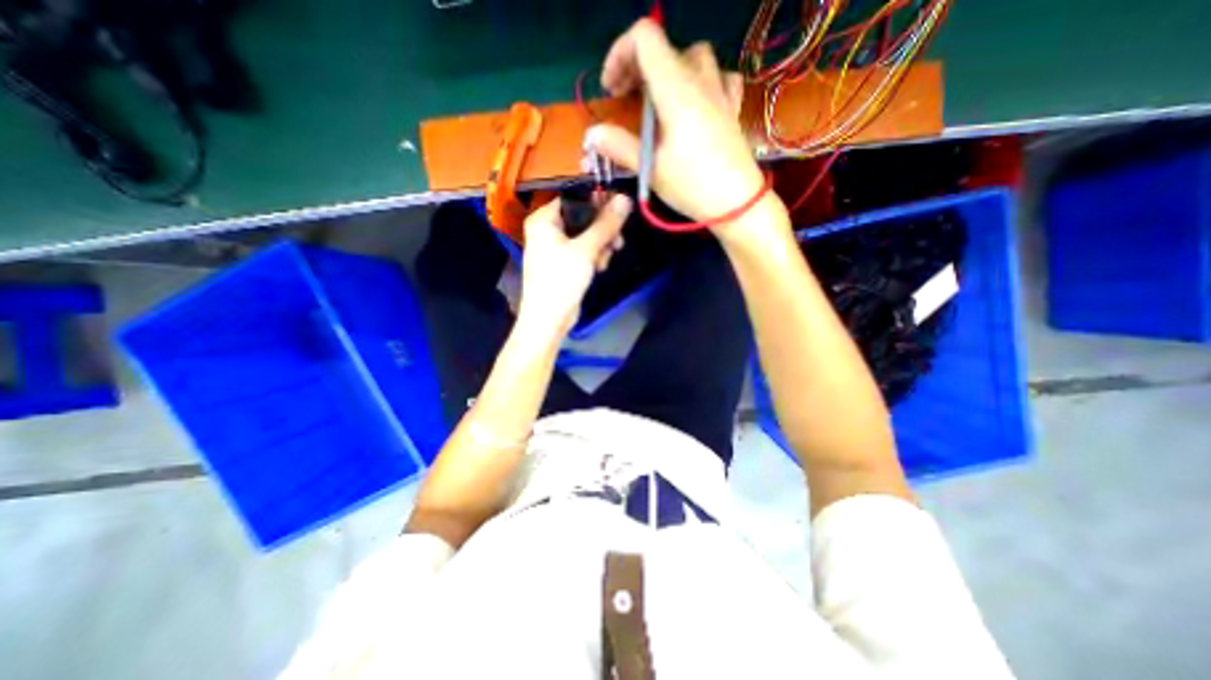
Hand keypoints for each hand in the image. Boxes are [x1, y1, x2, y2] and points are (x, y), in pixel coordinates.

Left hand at [519, 192, 633, 339]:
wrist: (548, 319)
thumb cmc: (561, 280)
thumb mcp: (586, 249)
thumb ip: (606, 224)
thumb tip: (625, 198)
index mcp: (544, 219)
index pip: (575, 197)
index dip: (598, 201)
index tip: (620, 209)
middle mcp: (548, 229)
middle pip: (583, 217)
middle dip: (603, 230)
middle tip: (617, 241)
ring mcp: (555, 247)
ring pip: (587, 235)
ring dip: (601, 245)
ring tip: (605, 260)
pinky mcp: (564, 263)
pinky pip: (584, 250)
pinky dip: (594, 256)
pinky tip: (600, 268)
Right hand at [586, 18, 785, 240]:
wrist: (738, 203)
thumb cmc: (692, 186)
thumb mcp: (651, 169)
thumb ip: (619, 146)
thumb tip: (592, 135)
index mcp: (676, 89)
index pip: (645, 39)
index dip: (620, 54)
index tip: (611, 90)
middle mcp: (700, 80)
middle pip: (664, 48)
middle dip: (636, 67)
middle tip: (624, 98)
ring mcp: (720, 91)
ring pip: (692, 57)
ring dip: (668, 70)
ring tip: (657, 98)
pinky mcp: (731, 108)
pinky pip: (719, 75)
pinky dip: (702, 80)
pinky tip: (696, 100)